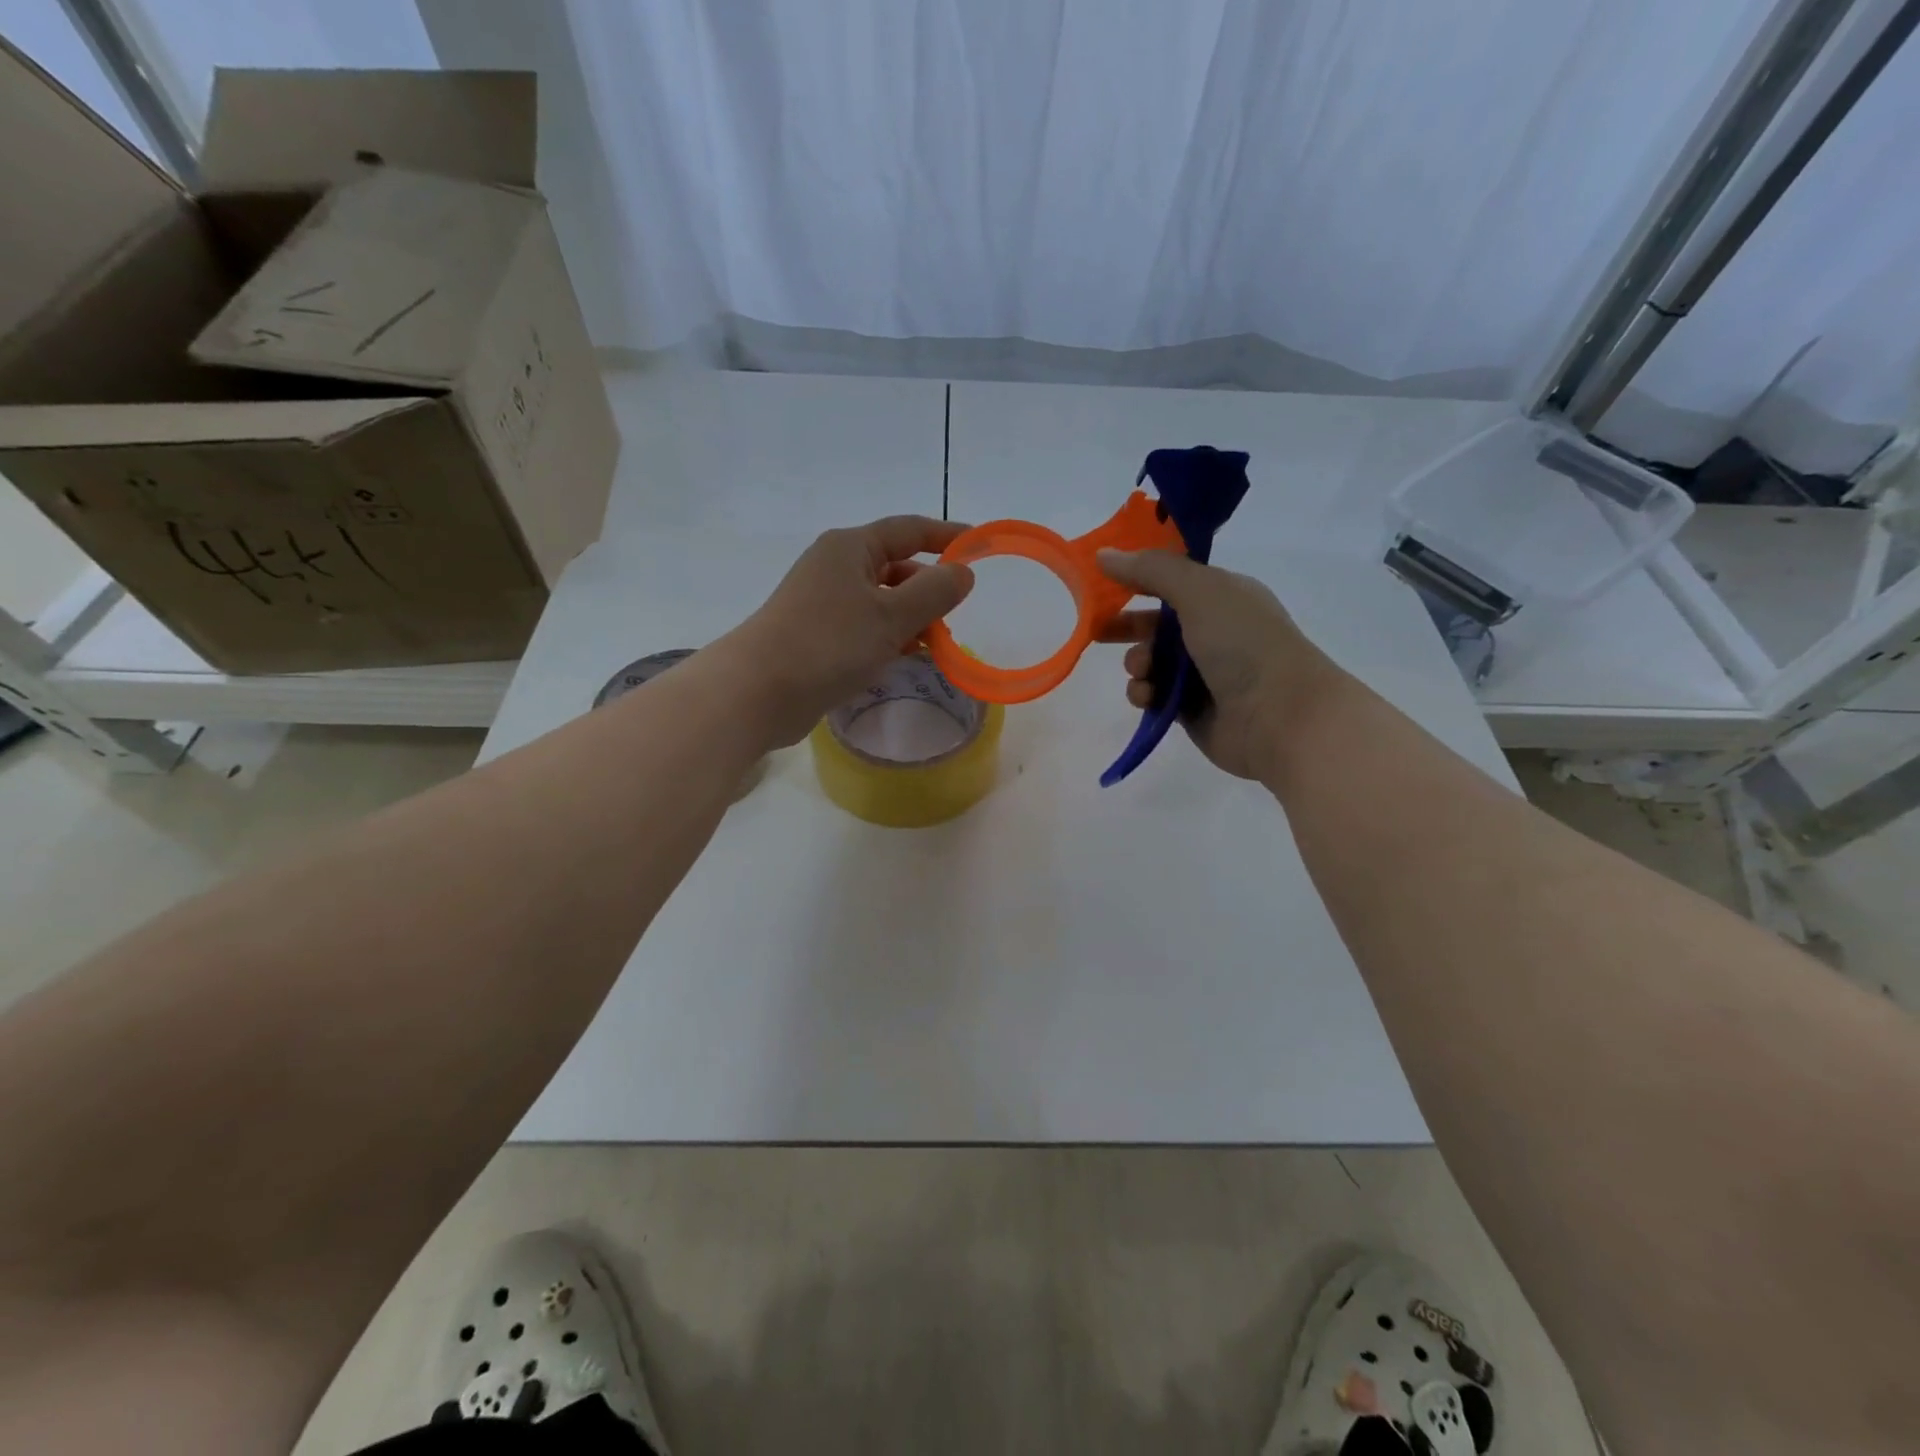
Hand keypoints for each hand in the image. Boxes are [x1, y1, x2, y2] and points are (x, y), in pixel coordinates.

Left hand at [717, 516, 975, 746]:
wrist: (758, 691)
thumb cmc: (829, 644)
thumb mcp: (892, 617)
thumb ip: (934, 593)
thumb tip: (963, 572)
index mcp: (851, 548)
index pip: (909, 529)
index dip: (947, 536)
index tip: (980, 547)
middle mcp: (835, 567)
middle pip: (895, 566)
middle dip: (929, 588)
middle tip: (959, 615)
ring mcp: (823, 602)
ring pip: (881, 601)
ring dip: (911, 618)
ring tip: (938, 644)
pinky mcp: (817, 635)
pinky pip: (865, 627)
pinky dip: (889, 637)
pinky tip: (906, 658)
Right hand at [1096, 549, 1348, 780]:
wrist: (1280, 717)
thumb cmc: (1244, 644)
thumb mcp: (1199, 592)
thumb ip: (1150, 570)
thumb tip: (1104, 554)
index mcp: (1222, 595)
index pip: (1170, 578)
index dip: (1135, 577)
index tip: (1099, 580)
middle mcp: (1213, 630)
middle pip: (1155, 621)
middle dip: (1126, 625)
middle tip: (1097, 630)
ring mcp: (1202, 672)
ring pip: (1150, 661)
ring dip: (1137, 663)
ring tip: (1143, 670)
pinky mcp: (1189, 708)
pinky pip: (1153, 694)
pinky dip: (1144, 693)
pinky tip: (1147, 696)